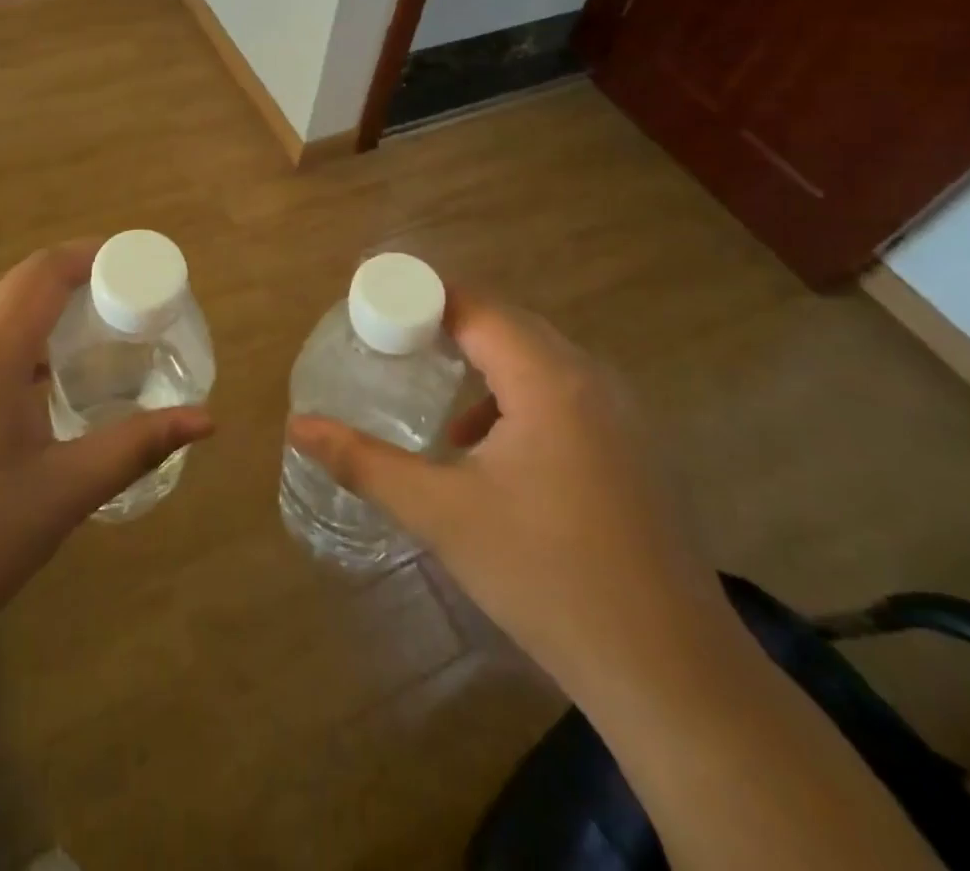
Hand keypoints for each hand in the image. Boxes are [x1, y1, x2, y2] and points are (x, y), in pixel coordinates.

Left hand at [0, 242, 214, 657]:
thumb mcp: (60, 495)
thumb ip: (135, 446)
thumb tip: (205, 420)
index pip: (40, 273)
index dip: (85, 256)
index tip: (123, 262)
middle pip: (5, 285)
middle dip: (56, 285)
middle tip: (102, 311)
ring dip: (17, 318)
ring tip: (58, 356)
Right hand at [287, 297, 732, 694]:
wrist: (670, 672)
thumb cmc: (546, 576)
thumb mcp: (442, 514)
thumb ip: (364, 463)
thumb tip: (299, 427)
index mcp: (547, 378)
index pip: (474, 305)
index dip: (421, 296)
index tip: (374, 307)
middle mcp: (591, 377)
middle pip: (507, 322)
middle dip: (446, 325)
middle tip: (393, 343)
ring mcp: (622, 412)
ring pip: (538, 357)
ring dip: (484, 362)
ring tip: (436, 395)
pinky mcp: (633, 446)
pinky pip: (563, 390)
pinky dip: (517, 395)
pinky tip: (490, 449)